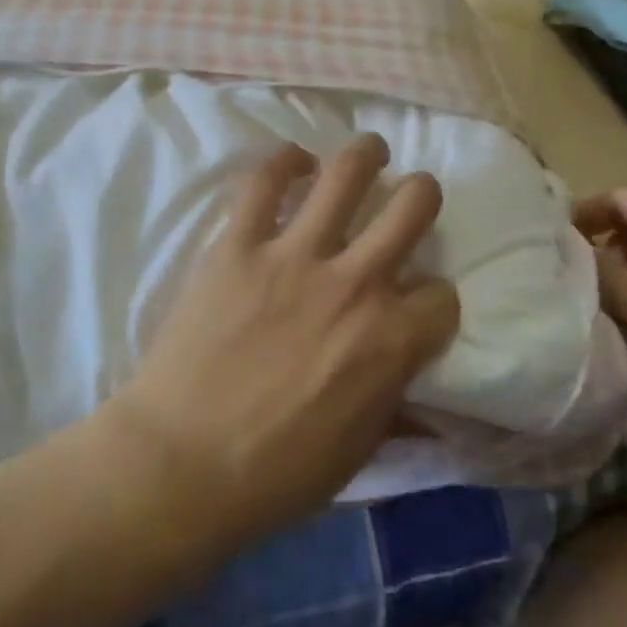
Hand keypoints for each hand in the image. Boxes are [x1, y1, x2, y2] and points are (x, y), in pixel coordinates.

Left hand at [108, 135, 460, 544]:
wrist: (183, 463)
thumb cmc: (277, 474)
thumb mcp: (359, 450)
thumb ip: (396, 401)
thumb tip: (416, 384)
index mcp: (392, 339)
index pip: (443, 295)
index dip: (435, 300)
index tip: (418, 304)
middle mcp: (356, 283)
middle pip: (414, 206)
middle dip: (421, 196)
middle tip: (410, 197)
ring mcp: (295, 256)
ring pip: (347, 174)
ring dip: (366, 155)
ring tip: (369, 151)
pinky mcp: (239, 244)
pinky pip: (265, 182)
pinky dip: (284, 162)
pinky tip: (294, 161)